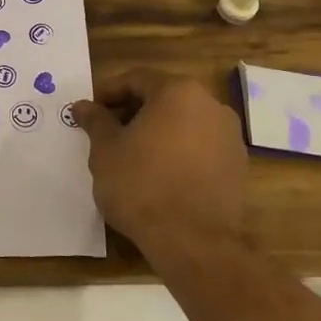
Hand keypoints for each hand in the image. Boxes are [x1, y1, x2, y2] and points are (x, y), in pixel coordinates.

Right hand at [71, 70, 248, 258]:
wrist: (193, 241)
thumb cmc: (141, 185)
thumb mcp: (106, 150)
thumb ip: (96, 122)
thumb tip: (83, 106)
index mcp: (178, 92)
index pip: (136, 79)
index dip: (108, 92)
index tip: (90, 110)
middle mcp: (210, 105)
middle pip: (163, 98)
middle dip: (133, 111)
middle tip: (107, 132)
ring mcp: (229, 136)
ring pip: (183, 123)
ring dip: (156, 132)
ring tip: (131, 156)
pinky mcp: (237, 166)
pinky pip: (199, 148)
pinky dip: (177, 152)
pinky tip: (158, 175)